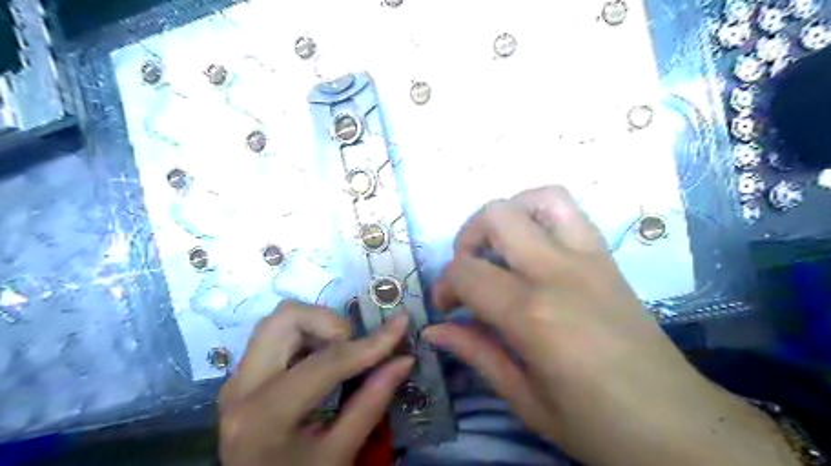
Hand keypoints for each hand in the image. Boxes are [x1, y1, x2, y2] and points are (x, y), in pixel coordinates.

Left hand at [220, 302, 412, 465]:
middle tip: (354, 347)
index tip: (401, 324)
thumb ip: (371, 403)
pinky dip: (307, 336)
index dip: (370, 343)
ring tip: (340, 354)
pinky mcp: (242, 376)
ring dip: (318, 326)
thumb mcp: (338, 454)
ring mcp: (237, 378)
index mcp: (265, 415)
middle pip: (287, 318)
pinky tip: (323, 361)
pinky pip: (276, 335)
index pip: (326, 362)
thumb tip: (404, 359)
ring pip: (279, 320)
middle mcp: (242, 386)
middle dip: (330, 322)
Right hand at [422, 185, 797, 464]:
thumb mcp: (525, 400)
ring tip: (500, 248)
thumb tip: (434, 330)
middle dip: (468, 238)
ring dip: (509, 214)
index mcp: (532, 315)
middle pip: (497, 216)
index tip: (445, 309)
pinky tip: (533, 247)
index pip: (466, 272)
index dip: (443, 286)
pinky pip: (572, 212)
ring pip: (540, 198)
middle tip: (469, 272)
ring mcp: (589, 258)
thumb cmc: (597, 425)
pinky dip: (541, 213)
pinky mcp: (608, 258)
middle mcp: (558, 272)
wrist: (678, 425)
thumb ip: (476, 353)